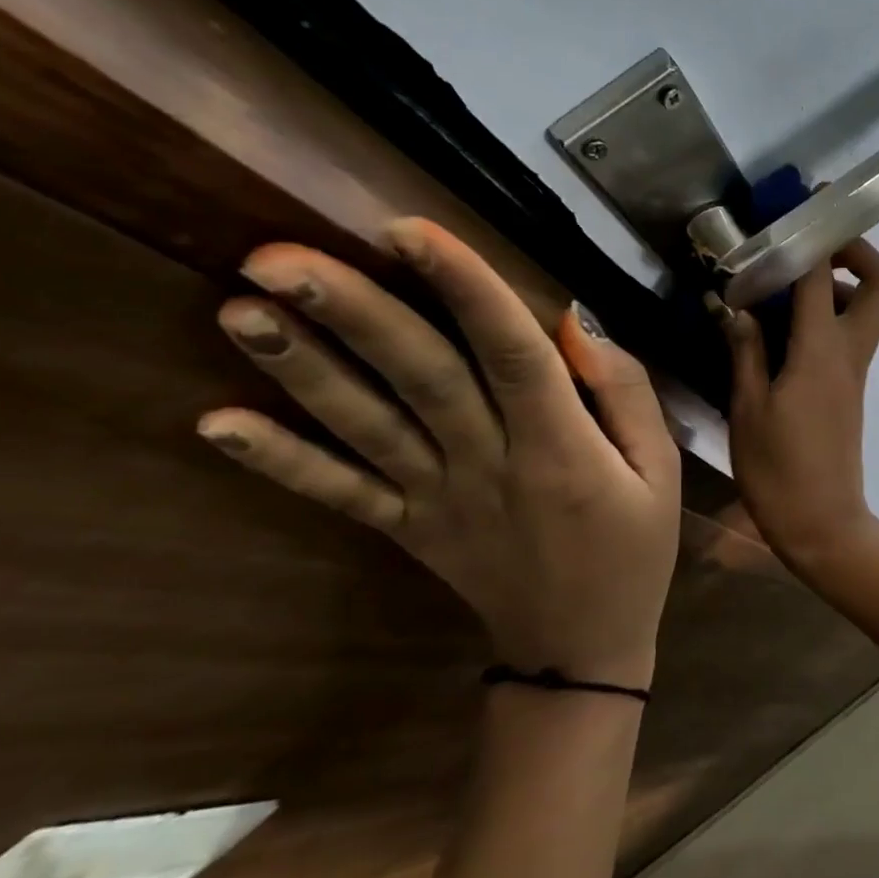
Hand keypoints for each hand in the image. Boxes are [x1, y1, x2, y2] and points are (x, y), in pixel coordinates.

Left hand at [197, 219, 680, 690]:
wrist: (581, 648)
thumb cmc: (633, 550)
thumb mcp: (663, 471)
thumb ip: (627, 395)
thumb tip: (577, 327)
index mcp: (561, 448)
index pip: (512, 354)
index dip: (465, 288)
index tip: (411, 229)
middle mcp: (490, 465)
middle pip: (421, 378)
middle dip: (356, 314)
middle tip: (277, 256)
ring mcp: (438, 499)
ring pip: (368, 426)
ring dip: (303, 370)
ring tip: (238, 308)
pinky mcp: (408, 529)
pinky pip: (342, 494)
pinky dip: (279, 462)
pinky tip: (215, 424)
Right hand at [718, 238, 878, 568]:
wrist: (824, 524)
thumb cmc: (779, 471)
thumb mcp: (748, 409)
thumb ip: (746, 352)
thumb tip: (738, 309)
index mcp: (821, 352)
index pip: (825, 277)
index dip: (816, 236)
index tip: (800, 207)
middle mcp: (850, 353)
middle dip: (856, 251)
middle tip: (809, 246)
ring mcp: (855, 371)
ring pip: (868, 308)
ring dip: (838, 283)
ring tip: (783, 286)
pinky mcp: (849, 388)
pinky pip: (849, 334)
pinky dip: (827, 314)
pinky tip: (782, 328)